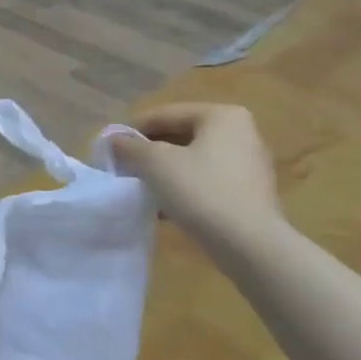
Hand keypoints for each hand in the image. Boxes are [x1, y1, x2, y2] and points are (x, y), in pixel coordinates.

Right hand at [110, 103, 283, 251]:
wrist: (249, 245)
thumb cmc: (201, 191)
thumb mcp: (154, 162)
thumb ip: (130, 146)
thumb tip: (115, 140)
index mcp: (222, 115)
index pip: (165, 114)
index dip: (133, 130)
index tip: (111, 148)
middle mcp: (241, 133)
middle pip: (181, 136)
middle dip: (149, 152)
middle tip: (123, 168)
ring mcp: (249, 165)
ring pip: (193, 160)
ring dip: (164, 172)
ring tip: (140, 188)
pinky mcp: (250, 194)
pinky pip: (207, 181)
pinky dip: (183, 188)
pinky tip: (163, 207)